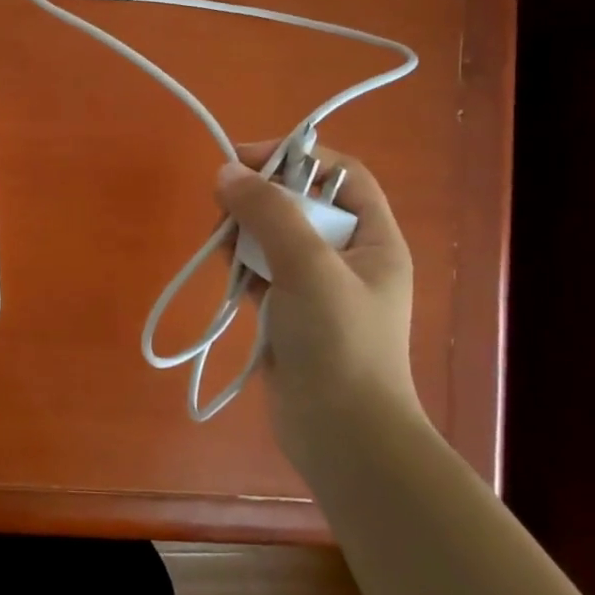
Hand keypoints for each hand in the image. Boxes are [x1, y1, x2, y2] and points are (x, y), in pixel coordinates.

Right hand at [214, 142, 421, 460]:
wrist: (343, 437)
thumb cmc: (339, 343)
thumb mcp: (308, 267)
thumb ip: (268, 213)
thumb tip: (226, 171)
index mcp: (373, 240)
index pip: (341, 174)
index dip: (297, 156)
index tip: (245, 158)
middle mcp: (348, 257)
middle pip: (301, 203)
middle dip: (261, 196)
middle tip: (224, 203)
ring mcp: (316, 288)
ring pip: (274, 236)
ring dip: (245, 230)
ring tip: (221, 239)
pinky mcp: (288, 313)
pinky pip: (260, 270)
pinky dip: (241, 262)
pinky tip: (223, 264)